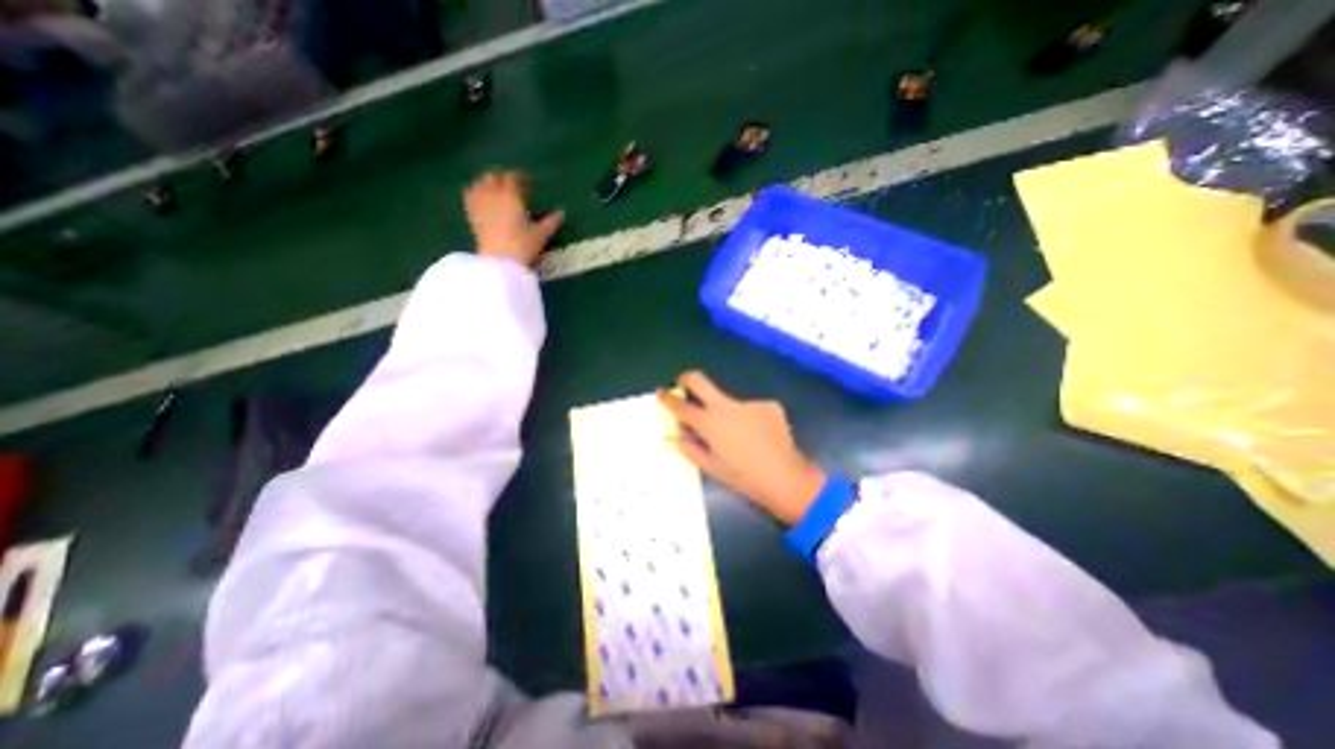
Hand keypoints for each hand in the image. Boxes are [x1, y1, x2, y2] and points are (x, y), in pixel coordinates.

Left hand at [465, 168, 563, 266]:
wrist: (500, 261)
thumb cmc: (523, 246)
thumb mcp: (541, 235)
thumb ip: (551, 222)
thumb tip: (561, 213)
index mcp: (512, 196)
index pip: (513, 177)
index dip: (519, 177)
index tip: (525, 181)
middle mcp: (493, 194)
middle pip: (494, 177)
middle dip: (502, 178)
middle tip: (511, 185)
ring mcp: (480, 202)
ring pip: (480, 183)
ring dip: (487, 182)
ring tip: (494, 189)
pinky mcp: (471, 213)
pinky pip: (469, 194)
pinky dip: (475, 191)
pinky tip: (479, 197)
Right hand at [655, 372, 825, 524]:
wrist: (785, 477)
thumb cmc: (743, 478)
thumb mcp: (711, 467)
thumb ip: (691, 447)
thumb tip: (679, 434)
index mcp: (709, 423)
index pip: (680, 405)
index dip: (667, 397)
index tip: (662, 392)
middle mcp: (725, 406)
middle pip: (699, 380)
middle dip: (686, 379)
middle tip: (684, 385)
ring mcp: (748, 402)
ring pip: (729, 401)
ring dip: (727, 413)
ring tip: (741, 437)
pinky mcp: (767, 404)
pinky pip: (751, 409)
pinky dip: (750, 420)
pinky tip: (760, 437)